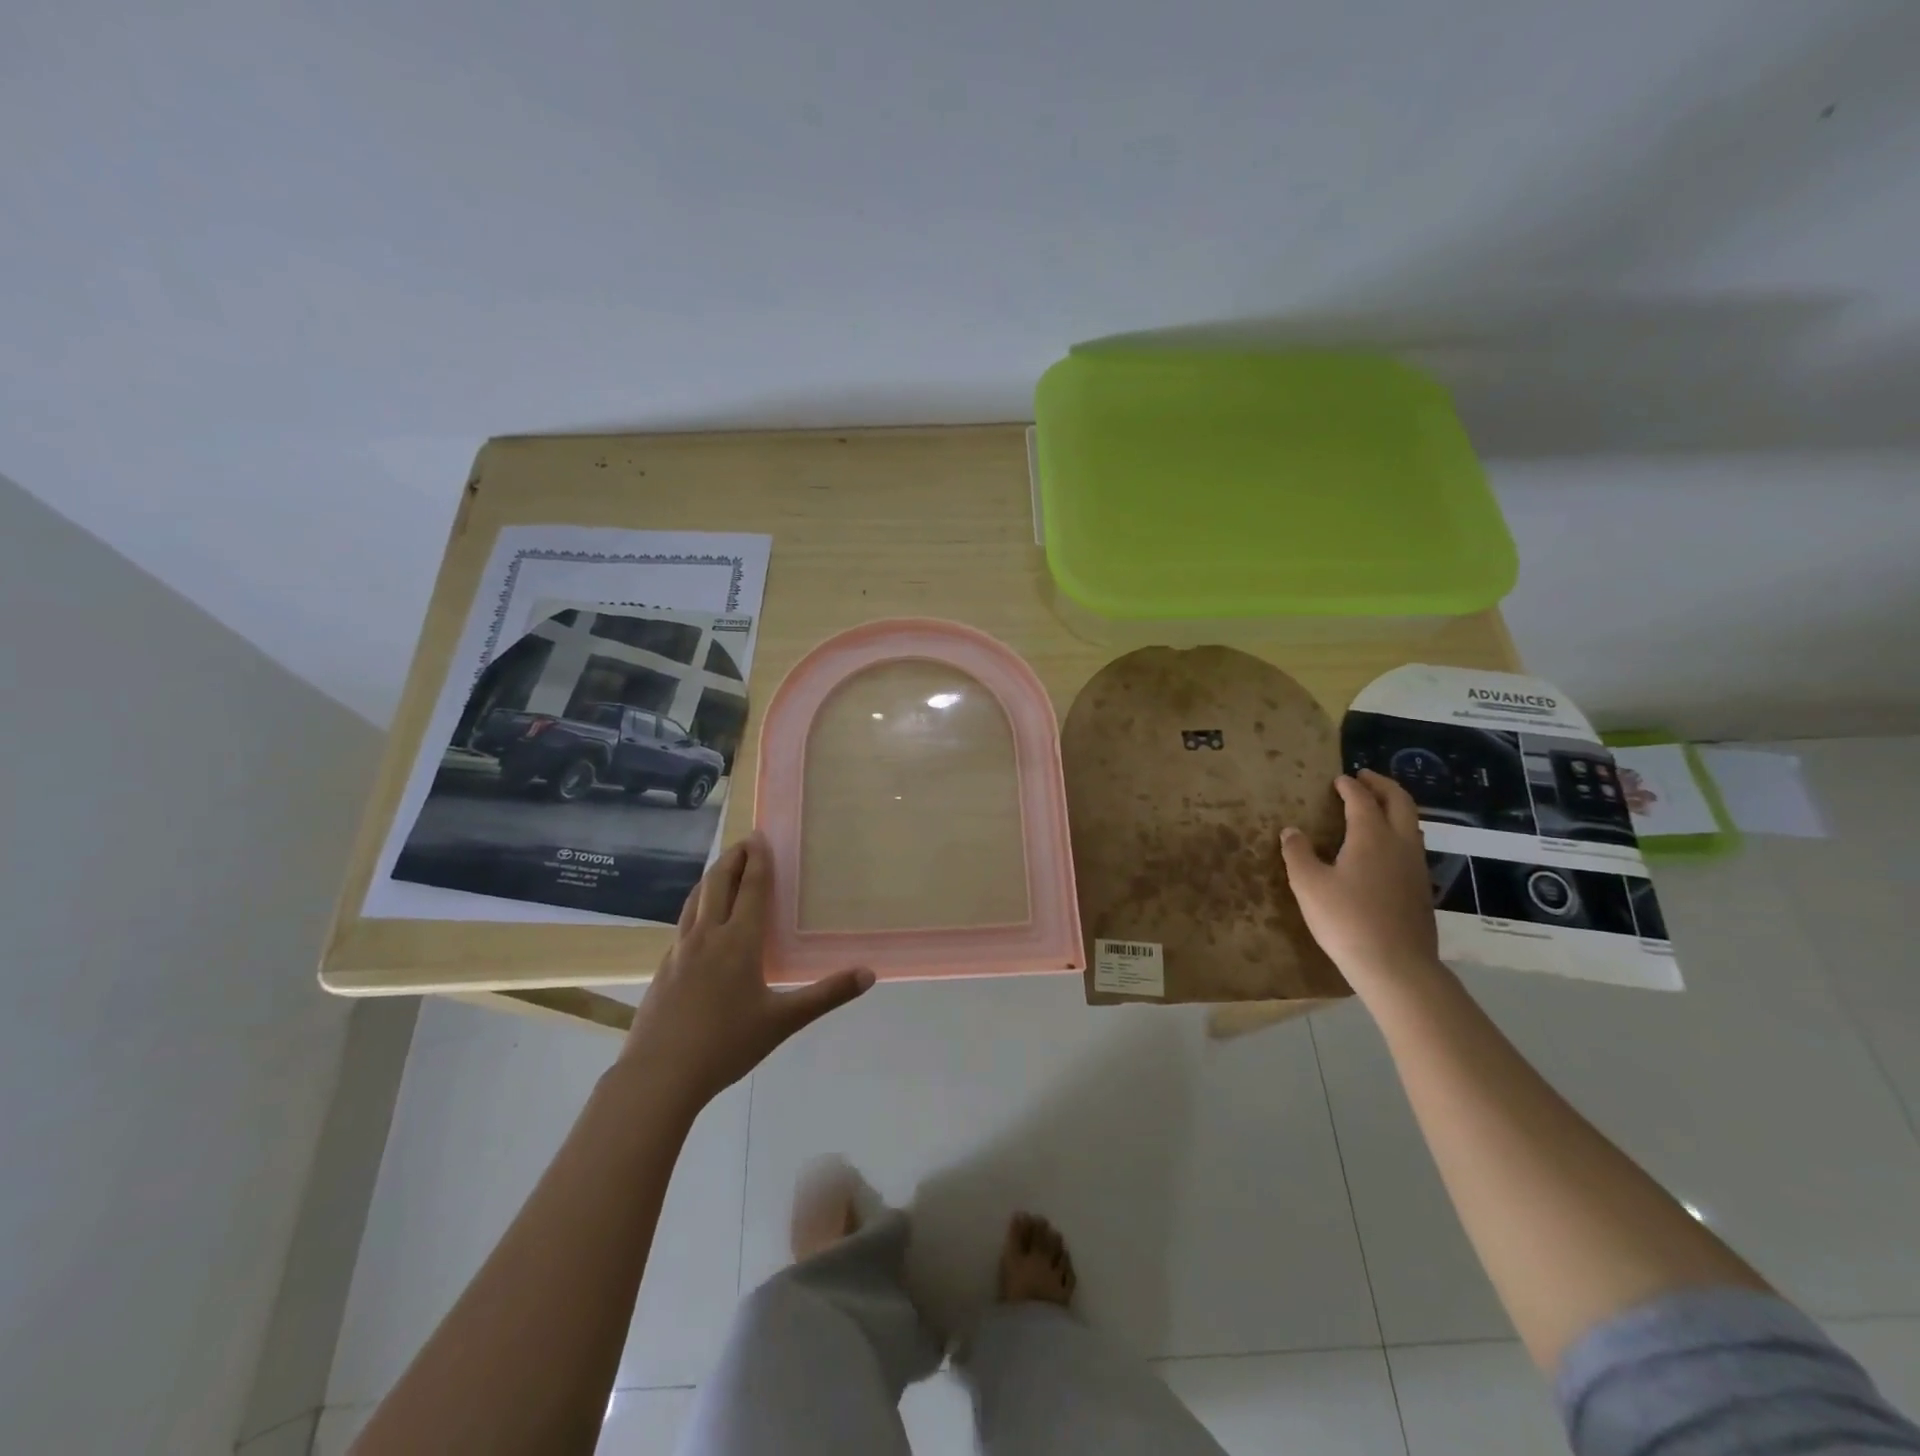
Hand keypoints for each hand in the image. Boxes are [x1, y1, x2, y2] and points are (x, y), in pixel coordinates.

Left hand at [622, 833, 873, 1108]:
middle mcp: (707, 936)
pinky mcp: (663, 970)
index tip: (760, 837)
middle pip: (717, 884)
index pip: (750, 889)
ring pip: (694, 901)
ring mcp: (679, 952)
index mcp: (738, 942)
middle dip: (731, 859)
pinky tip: (698, 925)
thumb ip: (826, 995)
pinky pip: (682, 926)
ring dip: (710, 879)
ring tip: (721, 871)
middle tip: (744, 843)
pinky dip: (695, 909)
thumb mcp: (783, 1021)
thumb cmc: (726, 1044)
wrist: (659, 1075)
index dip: (757, 861)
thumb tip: (868, 974)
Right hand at [1281, 770, 1440, 995]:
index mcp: (1371, 836)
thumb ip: (1298, 854)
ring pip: (1412, 824)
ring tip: (1376, 807)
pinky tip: (1384, 849)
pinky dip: (1399, 832)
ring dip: (1395, 808)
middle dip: (1382, 785)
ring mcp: (1415, 867)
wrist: (1396, 966)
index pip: (1361, 800)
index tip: (1338, 779)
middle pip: (1400, 802)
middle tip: (1364, 778)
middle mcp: (1399, 844)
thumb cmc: (1346, 919)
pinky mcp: (1421, 889)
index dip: (1349, 786)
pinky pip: (1412, 846)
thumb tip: (1291, 831)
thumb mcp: (1308, 885)